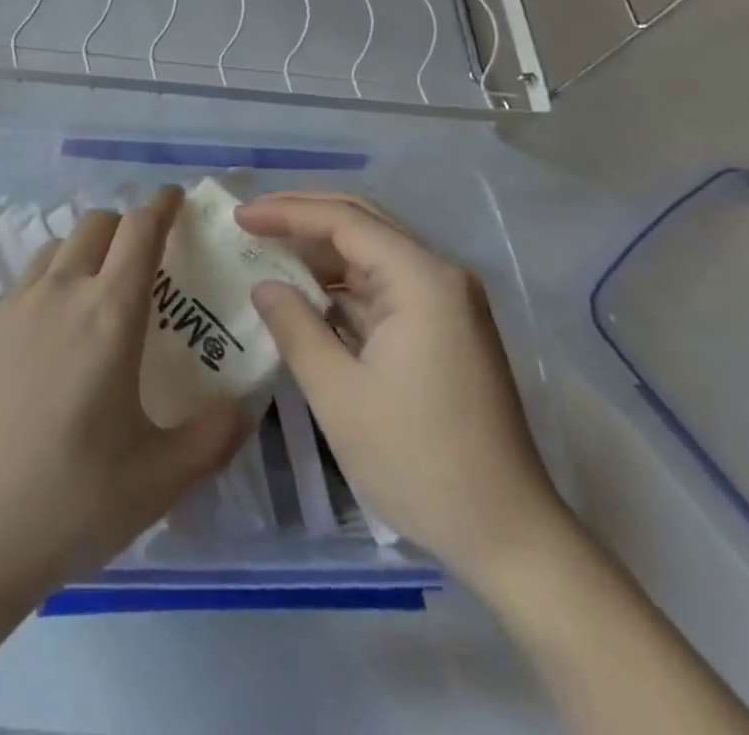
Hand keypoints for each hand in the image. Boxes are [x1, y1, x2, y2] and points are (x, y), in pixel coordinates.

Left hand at [0, 185, 247, 606]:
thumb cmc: (70, 500)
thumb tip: (242, 406)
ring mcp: (13, 305)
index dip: (161, 205)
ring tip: (95, 289)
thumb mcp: (159, 479)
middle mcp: (60, 292)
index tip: (174, 198)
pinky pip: (23, 281)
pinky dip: (48, 281)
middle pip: (96, 224)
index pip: (140, 230)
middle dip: (125, 224)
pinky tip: (49, 331)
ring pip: (56, 246)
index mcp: (109, 313)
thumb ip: (213, 436)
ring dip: (84, 249)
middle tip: (143, 256)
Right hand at [237, 192, 568, 592]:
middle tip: (251, 222)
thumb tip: (264, 285)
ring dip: (321, 251)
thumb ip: (295, 327)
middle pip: (362, 223)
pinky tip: (306, 294)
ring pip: (372, 254)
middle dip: (303, 217)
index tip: (240, 217)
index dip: (287, 212)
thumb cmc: (419, 461)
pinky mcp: (444, 329)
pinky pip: (384, 287)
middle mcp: (439, 276)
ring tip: (268, 253)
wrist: (509, 536)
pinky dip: (342, 285)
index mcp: (421, 280)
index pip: (344, 220)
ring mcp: (446, 303)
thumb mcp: (338, 394)